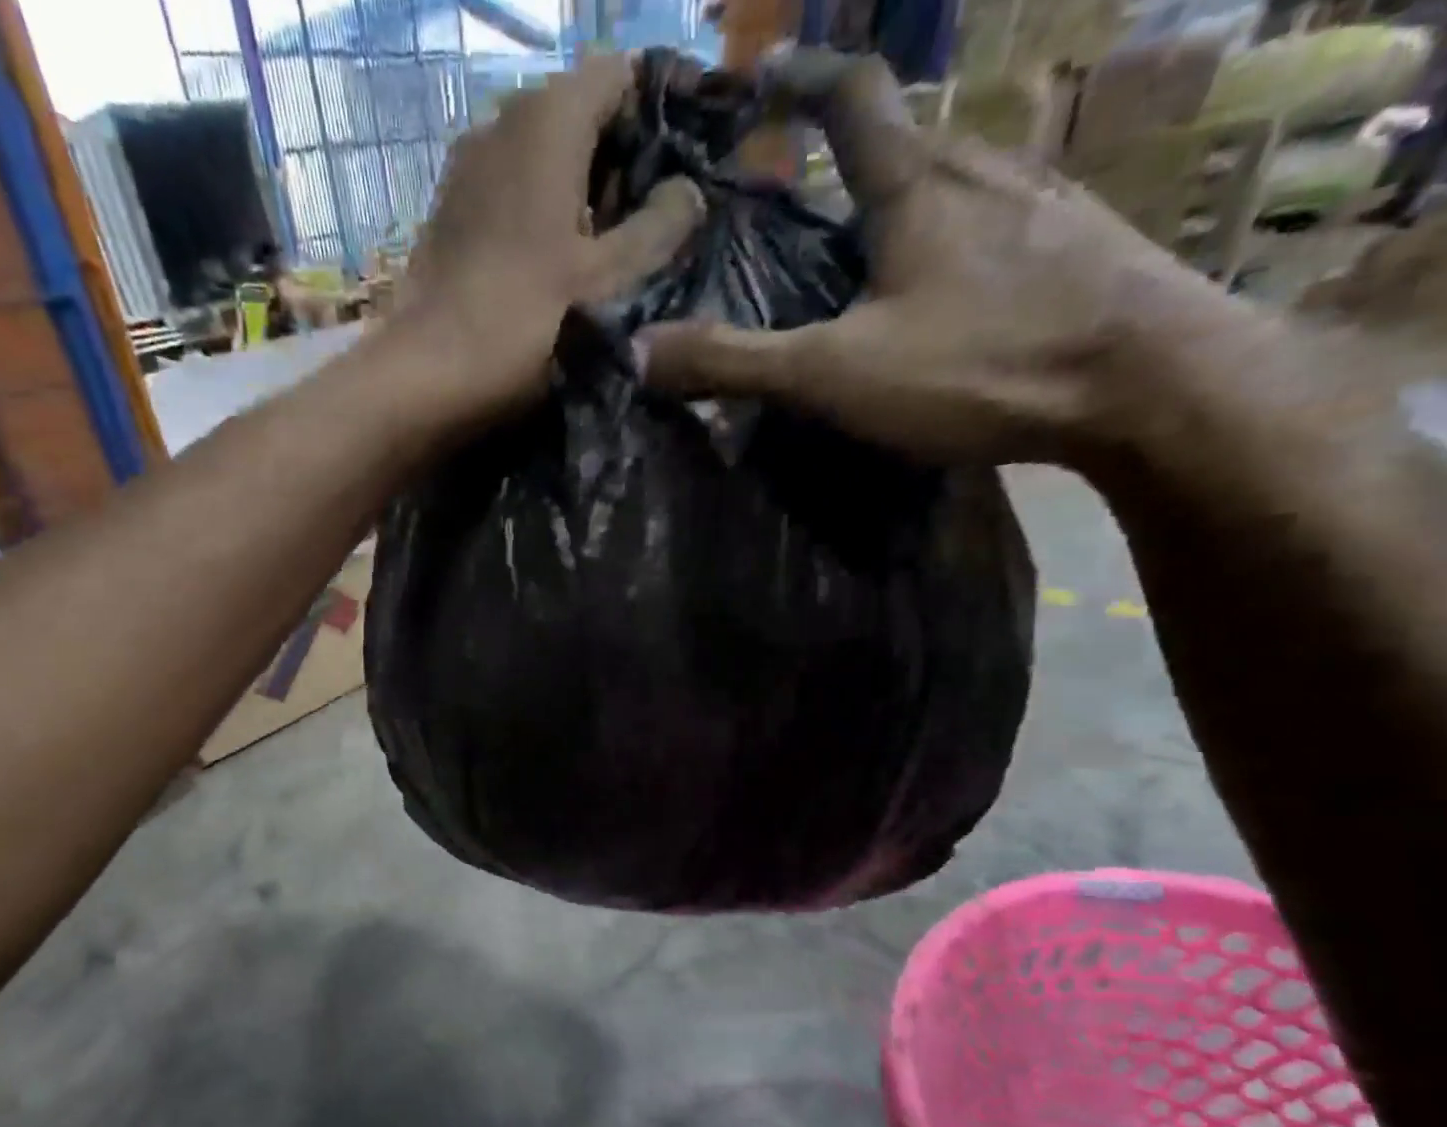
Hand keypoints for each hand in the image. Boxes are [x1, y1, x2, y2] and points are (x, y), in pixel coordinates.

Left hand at [396, 54, 704, 414]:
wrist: (426, 376)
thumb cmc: (525, 325)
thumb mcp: (608, 282)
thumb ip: (660, 228)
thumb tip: (687, 192)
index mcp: (550, 117)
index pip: (623, 74)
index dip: (658, 115)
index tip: (678, 172)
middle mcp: (503, 119)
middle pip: (581, 114)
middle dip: (619, 161)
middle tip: (644, 227)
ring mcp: (467, 165)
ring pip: (542, 156)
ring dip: (578, 192)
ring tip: (600, 254)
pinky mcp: (447, 209)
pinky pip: (508, 190)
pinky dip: (538, 212)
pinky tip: (549, 264)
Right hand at [642, 50, 1246, 468]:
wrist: (1148, 384)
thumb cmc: (979, 364)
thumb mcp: (834, 374)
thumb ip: (736, 362)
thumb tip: (639, 352)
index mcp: (917, 184)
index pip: (853, 97)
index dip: (802, 81)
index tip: (762, 81)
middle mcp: (986, 166)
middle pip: (909, 139)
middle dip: (854, 157)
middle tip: (810, 203)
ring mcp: (1045, 199)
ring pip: (961, 179)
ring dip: (911, 200)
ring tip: (876, 256)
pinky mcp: (1085, 241)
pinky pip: (1006, 217)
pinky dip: (964, 236)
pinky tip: (958, 287)